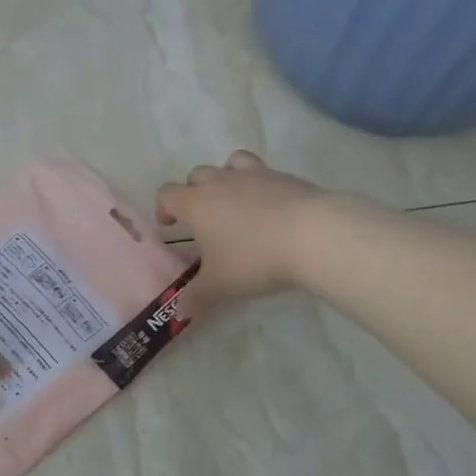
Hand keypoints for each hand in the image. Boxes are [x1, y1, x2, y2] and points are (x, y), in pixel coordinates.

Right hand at [155, 151, 331, 318]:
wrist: (312, 235)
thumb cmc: (254, 259)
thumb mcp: (220, 285)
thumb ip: (196, 297)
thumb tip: (178, 312)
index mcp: (197, 203)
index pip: (167, 194)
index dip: (163, 208)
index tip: (170, 226)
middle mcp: (221, 181)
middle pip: (197, 175)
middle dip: (194, 192)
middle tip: (204, 220)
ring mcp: (255, 174)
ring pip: (231, 163)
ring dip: (227, 178)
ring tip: (236, 202)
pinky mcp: (285, 177)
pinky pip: (265, 173)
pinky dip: (261, 186)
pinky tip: (272, 209)